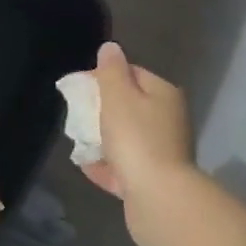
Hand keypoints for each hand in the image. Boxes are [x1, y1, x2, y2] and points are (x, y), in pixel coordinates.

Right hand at [84, 42, 202, 245]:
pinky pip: (124, 167)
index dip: (103, 76)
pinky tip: (87, 166)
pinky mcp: (153, 181)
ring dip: (102, 139)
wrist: (159, 199)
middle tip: (77, 116)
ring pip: (126, 138)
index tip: (79, 88)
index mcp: (164, 95)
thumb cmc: (136, 138)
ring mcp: (162, 152)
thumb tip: (110, 47)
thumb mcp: (118, 96)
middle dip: (101, 110)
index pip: (132, 73)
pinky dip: (106, 165)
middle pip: (129, 106)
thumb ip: (111, 70)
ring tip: (79, 142)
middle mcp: (168, 120)